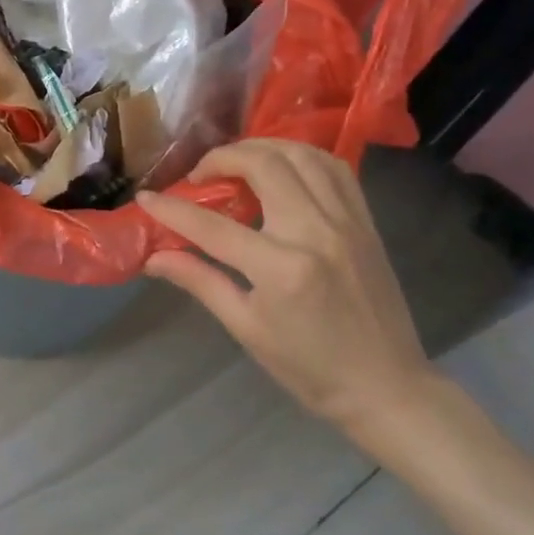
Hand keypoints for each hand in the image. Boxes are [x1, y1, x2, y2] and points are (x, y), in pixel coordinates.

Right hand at [136, 139, 429, 431]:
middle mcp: (315, 232)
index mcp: (281, 268)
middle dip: (221, 158)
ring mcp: (346, 222)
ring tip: (237, 163)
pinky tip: (282, 167)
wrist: (387, 387)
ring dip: (261, 147)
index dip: (172, 209)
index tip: (146, 198)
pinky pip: (334, 168)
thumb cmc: (309, 367)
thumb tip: (153, 258)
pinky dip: (301, 156)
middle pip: (262, 165)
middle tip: (199, 176)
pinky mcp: (365, 221)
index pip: (211, 225)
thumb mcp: (246, 328)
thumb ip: (200, 281)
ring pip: (301, 154)